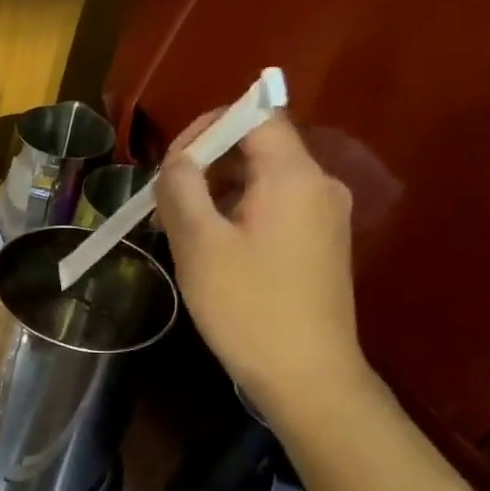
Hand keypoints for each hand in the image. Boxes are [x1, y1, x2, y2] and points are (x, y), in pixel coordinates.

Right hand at [156, 110, 370, 416]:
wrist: (306, 374)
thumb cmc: (247, 306)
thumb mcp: (199, 243)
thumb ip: (182, 188)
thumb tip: (176, 160)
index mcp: (294, 176)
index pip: (255, 116)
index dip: (207, 127)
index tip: (169, 165)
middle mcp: (319, 185)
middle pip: (258, 147)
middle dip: (205, 164)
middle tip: (164, 203)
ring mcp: (324, 216)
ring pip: (262, 181)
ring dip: (217, 193)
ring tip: (179, 231)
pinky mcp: (320, 244)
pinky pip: (274, 208)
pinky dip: (237, 214)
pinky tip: (211, 250)